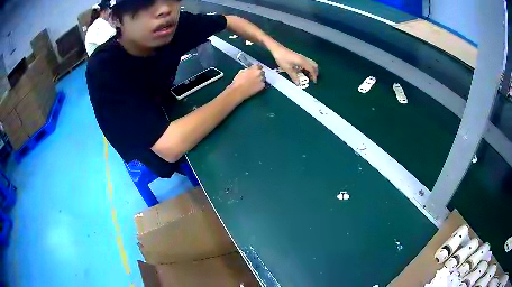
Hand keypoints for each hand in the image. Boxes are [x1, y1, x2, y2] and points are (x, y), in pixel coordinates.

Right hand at [229, 64, 265, 100]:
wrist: (238, 91)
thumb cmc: (238, 81)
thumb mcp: (242, 71)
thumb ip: (248, 69)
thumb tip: (250, 69)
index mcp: (254, 68)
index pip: (259, 65)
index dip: (257, 67)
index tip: (255, 69)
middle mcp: (260, 73)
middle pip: (262, 71)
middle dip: (259, 73)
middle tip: (255, 76)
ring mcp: (262, 79)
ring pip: (263, 77)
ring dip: (260, 78)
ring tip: (255, 81)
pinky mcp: (262, 86)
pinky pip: (263, 83)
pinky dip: (260, 84)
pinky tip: (256, 86)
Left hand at [272, 46, 317, 84]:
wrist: (278, 49)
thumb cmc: (282, 58)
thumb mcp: (287, 68)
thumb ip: (293, 76)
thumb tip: (298, 83)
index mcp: (302, 62)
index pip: (311, 69)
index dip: (314, 76)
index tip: (314, 82)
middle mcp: (304, 59)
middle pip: (314, 65)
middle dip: (315, 72)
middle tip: (312, 79)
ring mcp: (302, 57)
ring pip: (311, 63)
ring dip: (312, 69)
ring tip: (308, 76)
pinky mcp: (299, 56)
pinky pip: (307, 62)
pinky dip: (308, 67)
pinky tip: (304, 70)